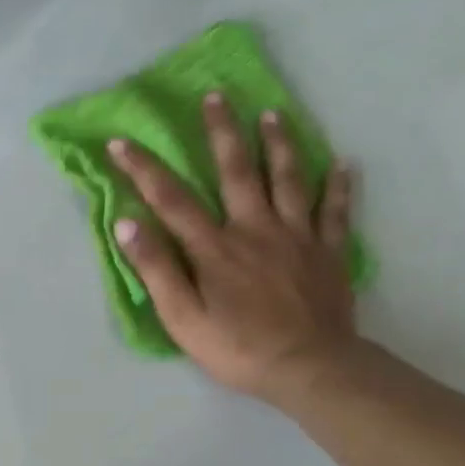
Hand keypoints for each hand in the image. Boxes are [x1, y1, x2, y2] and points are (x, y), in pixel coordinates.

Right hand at [109, 93, 359, 402]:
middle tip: (216, 96)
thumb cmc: (234, 347)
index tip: (122, 143)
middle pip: (237, 172)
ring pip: (289, 179)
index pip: (172, 200)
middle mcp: (255, 230)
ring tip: (272, 114)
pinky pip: (335, 211)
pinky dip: (338, 185)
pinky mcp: (328, 252)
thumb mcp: (181, 316)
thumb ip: (156, 267)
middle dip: (222, 133)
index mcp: (214, 248)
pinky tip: (342, 164)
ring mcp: (297, 237)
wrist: (310, 369)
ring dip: (279, 144)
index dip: (144, 169)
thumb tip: (128, 222)